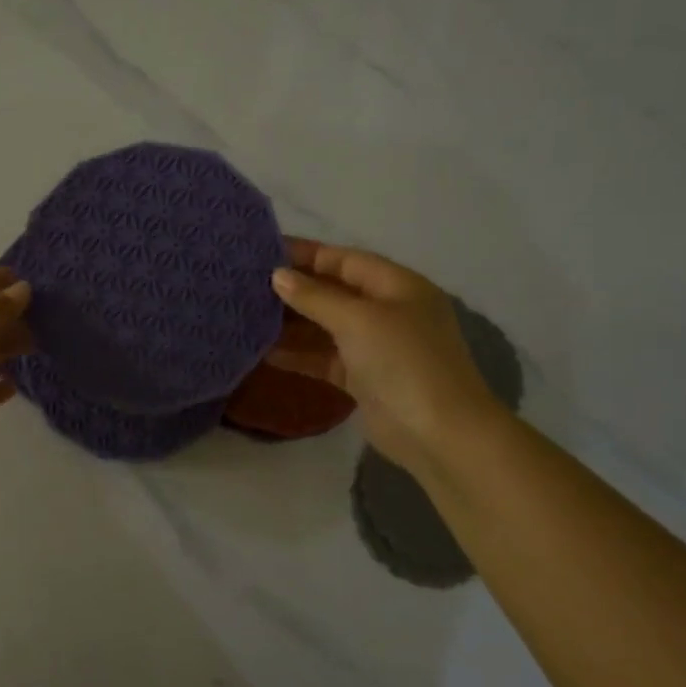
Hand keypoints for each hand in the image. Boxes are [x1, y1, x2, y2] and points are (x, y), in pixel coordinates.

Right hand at [267, 239, 505, 467]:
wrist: (438, 434)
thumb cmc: (403, 362)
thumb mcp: (358, 319)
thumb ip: (315, 296)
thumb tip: (277, 276)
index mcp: (397, 286)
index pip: (344, 259)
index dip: (306, 254)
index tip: (263, 253)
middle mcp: (387, 311)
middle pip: (333, 292)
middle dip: (294, 289)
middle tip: (247, 286)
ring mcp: (375, 347)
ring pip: (325, 327)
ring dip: (291, 324)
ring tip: (248, 317)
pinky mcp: (363, 379)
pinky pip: (324, 358)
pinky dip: (298, 355)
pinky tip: (264, 353)